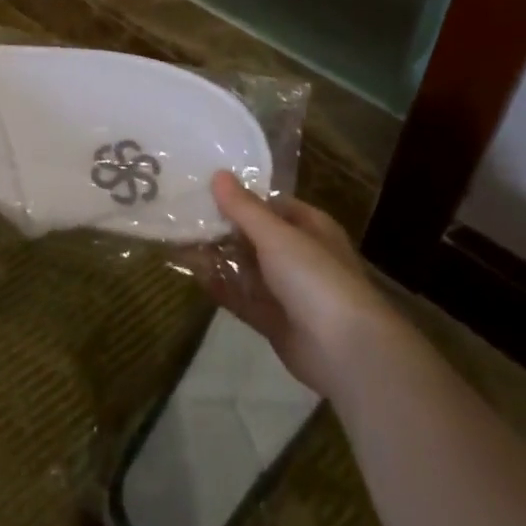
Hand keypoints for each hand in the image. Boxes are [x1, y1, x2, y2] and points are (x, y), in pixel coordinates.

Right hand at [197, 172, 396, 398]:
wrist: (346, 351)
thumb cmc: (315, 278)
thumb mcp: (277, 235)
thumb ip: (244, 208)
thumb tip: (218, 173)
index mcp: (311, 228)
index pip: (271, 205)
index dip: (240, 197)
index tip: (203, 189)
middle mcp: (300, 256)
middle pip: (256, 237)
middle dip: (223, 229)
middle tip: (182, 216)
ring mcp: (288, 291)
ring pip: (247, 268)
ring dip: (218, 258)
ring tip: (179, 242)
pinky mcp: (275, 322)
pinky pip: (244, 299)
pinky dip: (222, 288)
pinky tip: (195, 276)